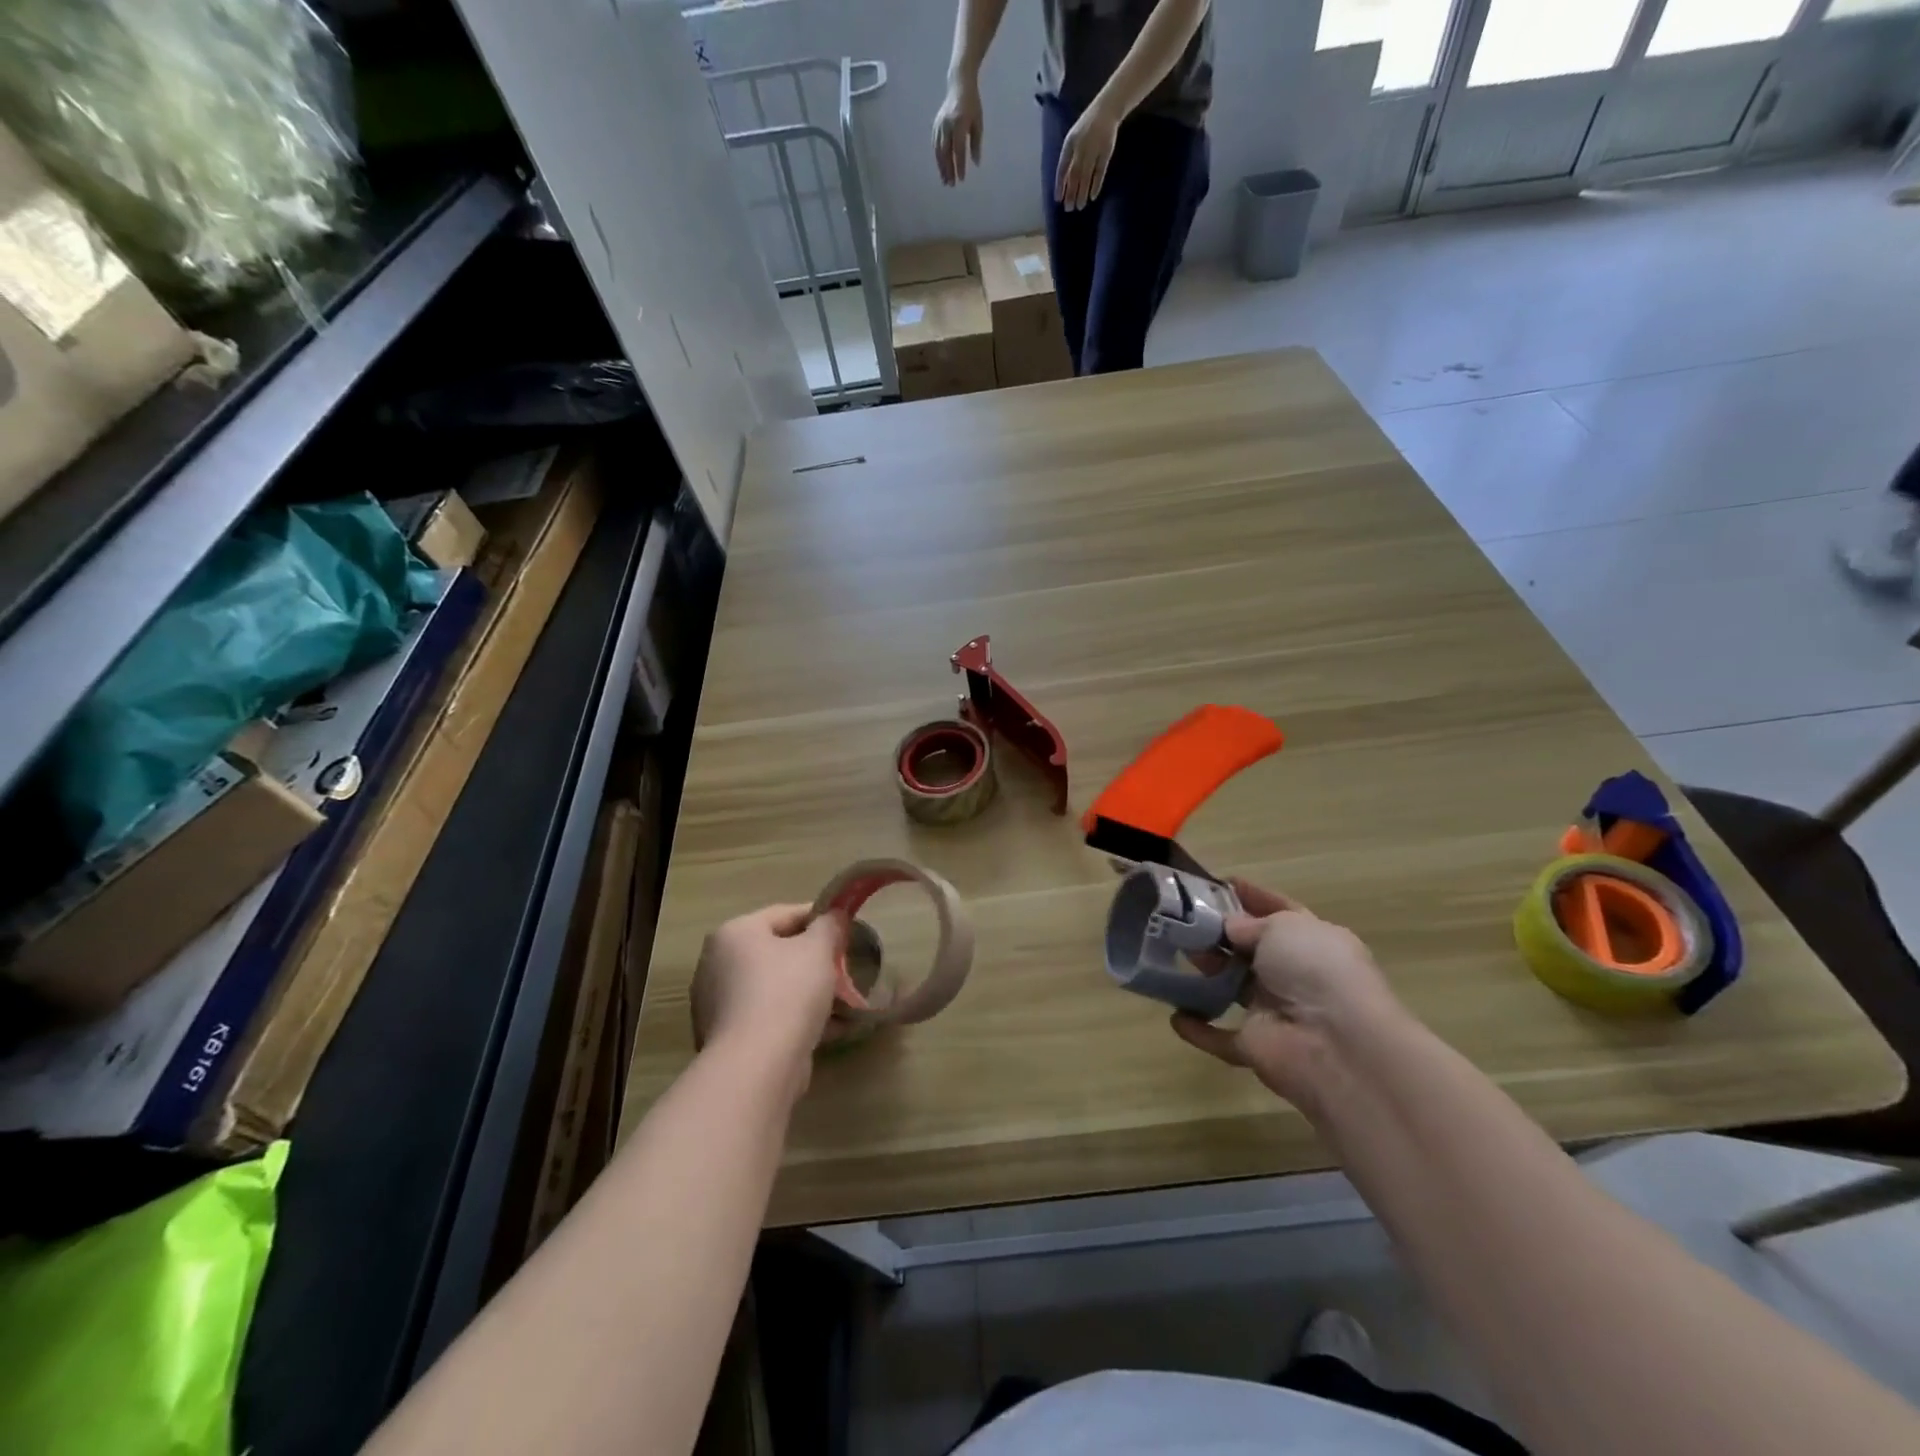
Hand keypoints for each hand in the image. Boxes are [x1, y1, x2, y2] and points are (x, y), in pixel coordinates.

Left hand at [691, 905, 844, 1082]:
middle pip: (776, 952)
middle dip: (814, 960)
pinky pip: (768, 1017)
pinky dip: (795, 1018)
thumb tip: (834, 915)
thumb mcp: (818, 950)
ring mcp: (718, 1004)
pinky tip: (829, 1028)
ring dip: (808, 992)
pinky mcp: (727, 1038)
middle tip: (843, 966)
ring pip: (774, 988)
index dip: (819, 917)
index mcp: (734, 934)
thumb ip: (829, 926)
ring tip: (843, 1001)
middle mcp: (717, 964)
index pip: (783, 914)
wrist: (757, 1065)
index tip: (846, 927)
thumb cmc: (787, 992)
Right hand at [933, 80, 983, 185]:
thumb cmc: (972, 104)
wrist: (959, 83)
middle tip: (951, 184)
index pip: (958, 149)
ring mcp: (940, 124)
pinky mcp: (936, 124)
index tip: (961, 179)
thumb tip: (976, 163)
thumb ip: (976, 143)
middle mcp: (947, 125)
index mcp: (959, 123)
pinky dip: (938, 157)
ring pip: (939, 150)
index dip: (959, 165)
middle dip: (948, 170)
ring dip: (941, 167)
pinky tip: (941, 167)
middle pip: (946, 152)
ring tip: (945, 180)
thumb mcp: (978, 122)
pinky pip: (935, 144)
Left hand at [1054, 100, 1121, 210]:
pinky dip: (1096, 184)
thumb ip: (1069, 157)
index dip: (1059, 184)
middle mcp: (1081, 147)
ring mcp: (1094, 149)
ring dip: (1082, 192)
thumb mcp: (1074, 138)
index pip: (1062, 167)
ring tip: (1080, 206)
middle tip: (1068, 209)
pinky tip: (1093, 196)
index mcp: (1070, 143)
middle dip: (1070, 193)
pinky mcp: (1106, 151)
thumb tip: (1063, 182)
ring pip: (1086, 175)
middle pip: (1074, 174)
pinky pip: (1100, 171)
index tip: (1058, 199)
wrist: (1107, 108)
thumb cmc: (1087, 126)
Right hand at [1170, 879, 1399, 1109]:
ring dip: (1207, 973)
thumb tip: (1230, 928)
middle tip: (1183, 918)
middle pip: (1252, 951)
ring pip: (1233, 988)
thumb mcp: (1283, 927)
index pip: (1281, 912)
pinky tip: (1176, 1017)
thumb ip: (1251, 925)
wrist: (1336, 1044)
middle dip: (1220, 934)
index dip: (1252, 896)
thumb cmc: (1315, 969)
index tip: (1219, 882)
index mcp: (1314, 942)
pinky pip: (1221, 1037)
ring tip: (1173, 952)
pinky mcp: (1256, 1047)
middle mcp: (1298, 976)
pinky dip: (1199, 1030)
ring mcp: (1277, 1013)